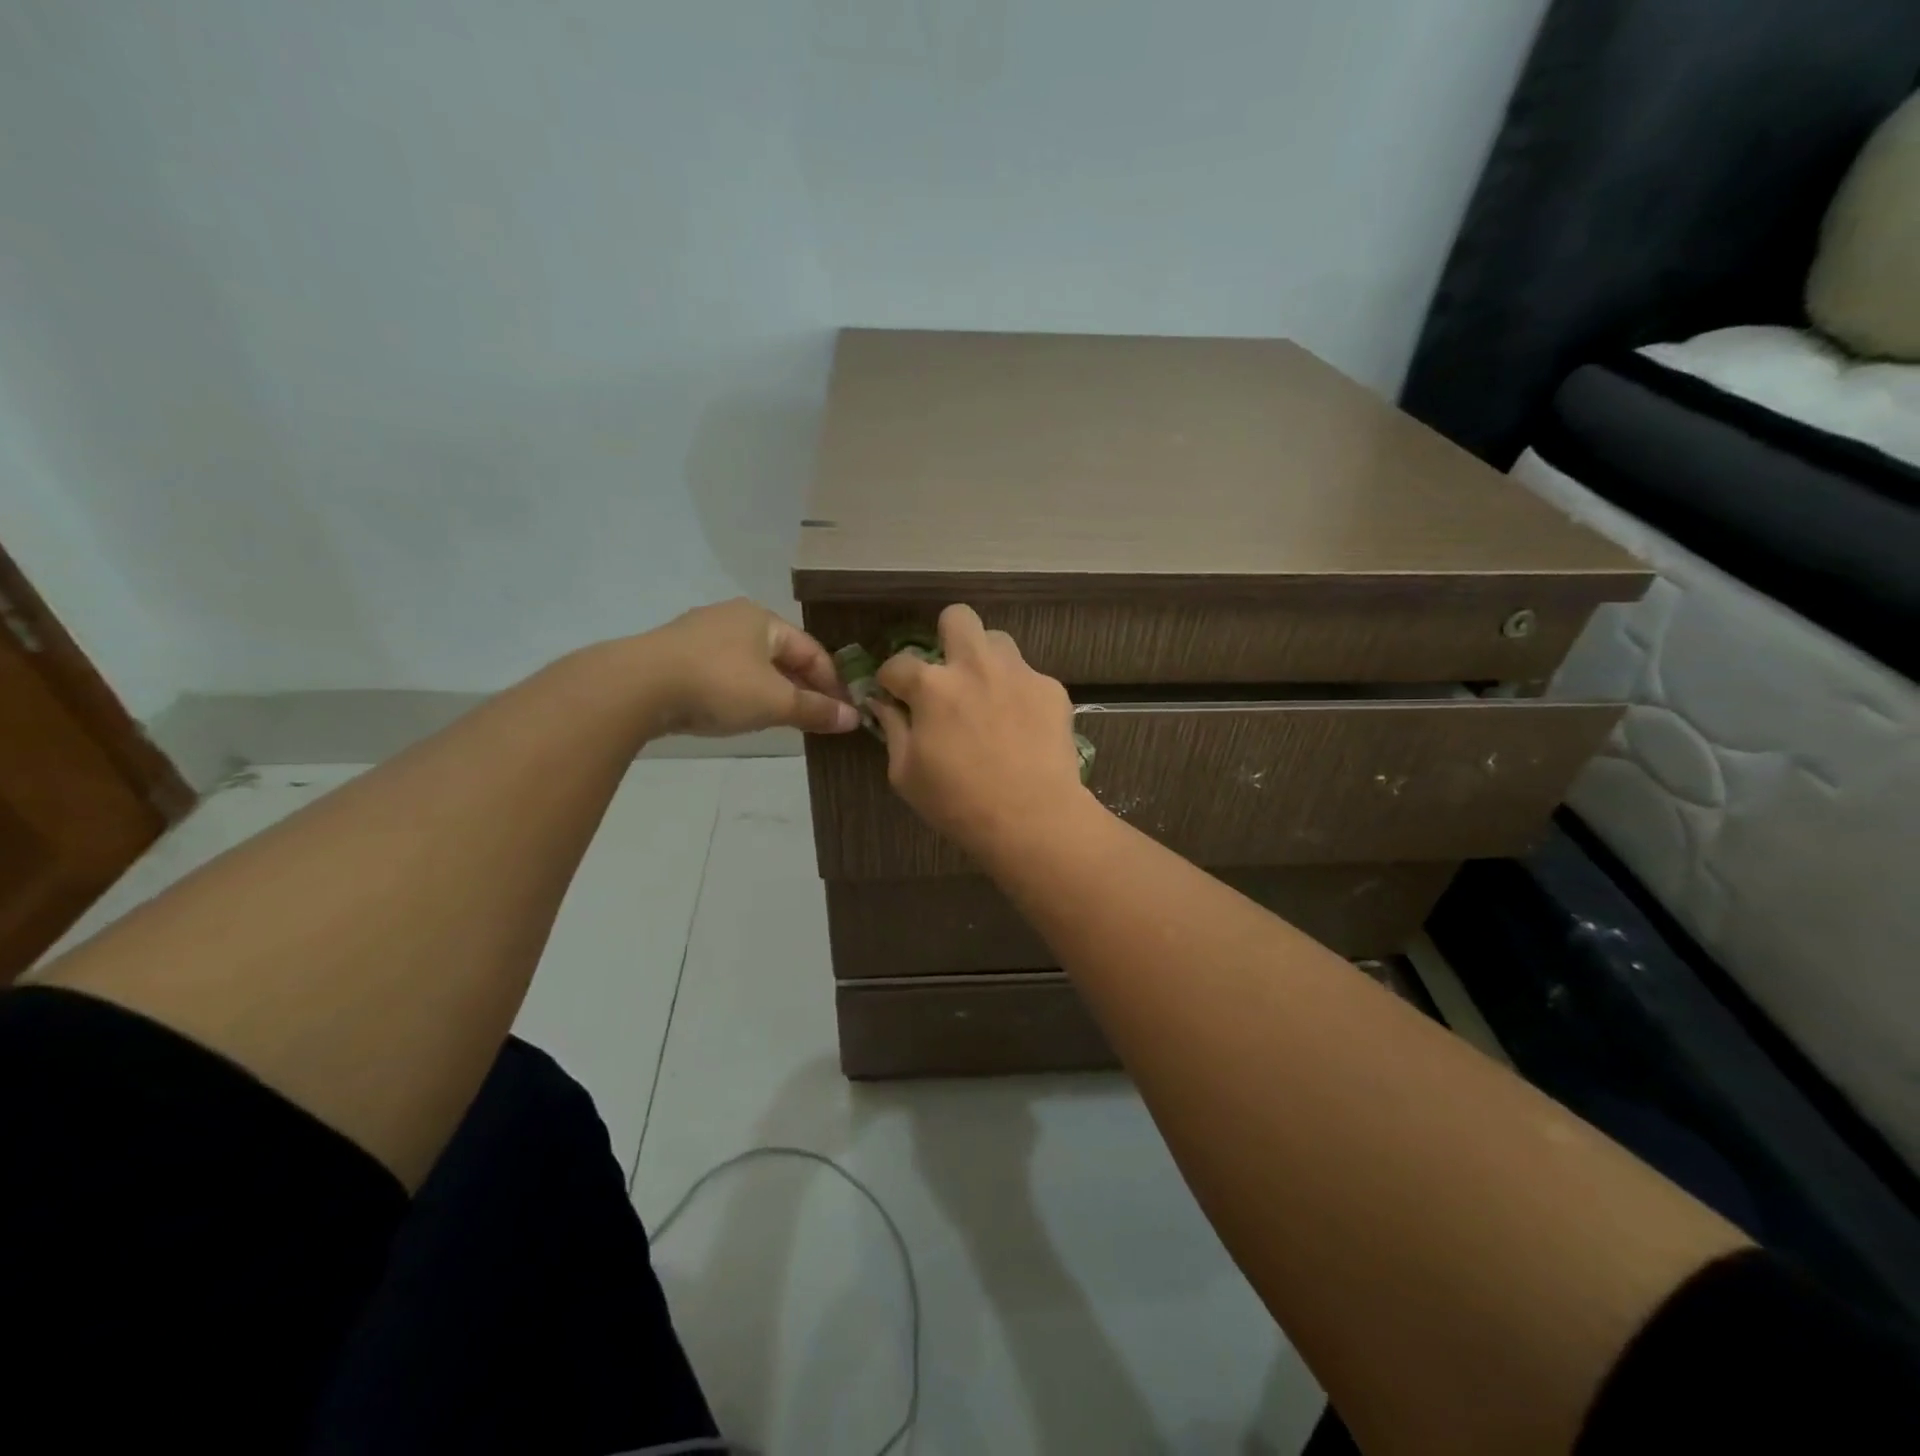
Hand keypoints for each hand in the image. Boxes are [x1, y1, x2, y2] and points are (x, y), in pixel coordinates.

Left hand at [644, 599, 859, 737]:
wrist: (638, 686)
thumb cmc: (719, 685)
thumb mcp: (775, 702)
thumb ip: (815, 710)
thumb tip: (853, 719)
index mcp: (764, 619)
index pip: (813, 651)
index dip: (832, 683)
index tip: (843, 714)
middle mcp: (734, 617)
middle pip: (782, 655)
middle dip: (803, 687)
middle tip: (817, 719)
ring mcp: (701, 633)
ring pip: (752, 664)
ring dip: (773, 690)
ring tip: (782, 720)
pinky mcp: (676, 654)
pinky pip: (724, 672)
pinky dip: (742, 691)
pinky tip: (740, 712)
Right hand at [871, 604, 1090, 859]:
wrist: (1033, 818)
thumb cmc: (958, 802)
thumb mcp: (906, 774)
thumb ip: (893, 730)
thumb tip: (884, 705)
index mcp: (932, 686)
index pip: (898, 663)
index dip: (891, 680)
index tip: (894, 695)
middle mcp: (975, 666)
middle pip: (957, 617)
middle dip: (946, 637)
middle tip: (948, 672)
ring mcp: (1018, 673)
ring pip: (998, 641)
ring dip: (986, 661)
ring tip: (988, 696)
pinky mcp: (1051, 688)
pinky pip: (1029, 676)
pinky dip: (1019, 693)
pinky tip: (1021, 726)